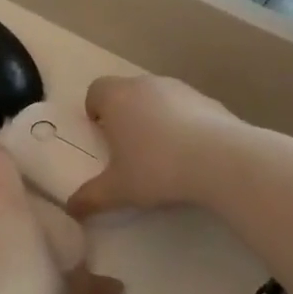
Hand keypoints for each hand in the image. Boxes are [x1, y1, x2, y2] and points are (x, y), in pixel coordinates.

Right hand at [67, 76, 239, 219]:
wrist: (221, 160)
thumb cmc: (156, 168)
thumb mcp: (117, 190)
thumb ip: (90, 197)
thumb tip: (70, 209)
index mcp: (116, 97)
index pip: (96, 91)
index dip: (95, 111)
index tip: (102, 136)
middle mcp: (145, 84)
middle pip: (127, 93)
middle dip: (125, 116)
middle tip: (129, 148)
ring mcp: (180, 89)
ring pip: (158, 99)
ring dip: (155, 118)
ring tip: (162, 153)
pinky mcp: (209, 100)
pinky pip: (186, 109)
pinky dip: (184, 124)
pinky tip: (192, 153)